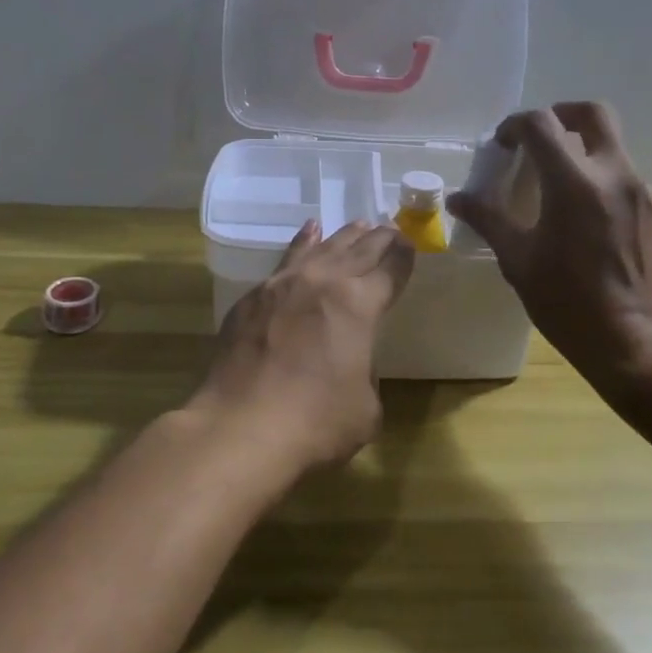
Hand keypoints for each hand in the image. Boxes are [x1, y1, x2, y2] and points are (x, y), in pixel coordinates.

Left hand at [189, 219, 415, 475]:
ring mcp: (284, 284)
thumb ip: (366, 373)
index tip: (410, 244)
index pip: (391, 270)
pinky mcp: (254, 297)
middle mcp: (324, 282)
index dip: (404, 257)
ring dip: (345, 235)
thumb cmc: (315, 423)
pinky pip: (287, 259)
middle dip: (380, 238)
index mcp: (360, 304)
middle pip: (360, 250)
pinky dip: (304, 242)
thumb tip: (350, 362)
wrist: (241, 428)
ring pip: (323, 247)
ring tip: (360, 225)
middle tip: (392, 229)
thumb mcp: (365, 407)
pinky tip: (309, 232)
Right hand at [448, 102, 651, 387]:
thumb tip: (457, 198)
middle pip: (593, 113)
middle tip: (538, 138)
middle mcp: (615, 173)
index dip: (515, 125)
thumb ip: (489, 219)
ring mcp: (643, 191)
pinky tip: (586, 219)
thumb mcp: (519, 261)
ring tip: (558, 186)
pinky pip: (625, 178)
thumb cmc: (569, 304)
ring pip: (612, 146)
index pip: (541, 124)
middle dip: (561, 114)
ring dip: (582, 151)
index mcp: (574, 182)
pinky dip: (601, 180)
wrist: (640, 344)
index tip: (501, 145)